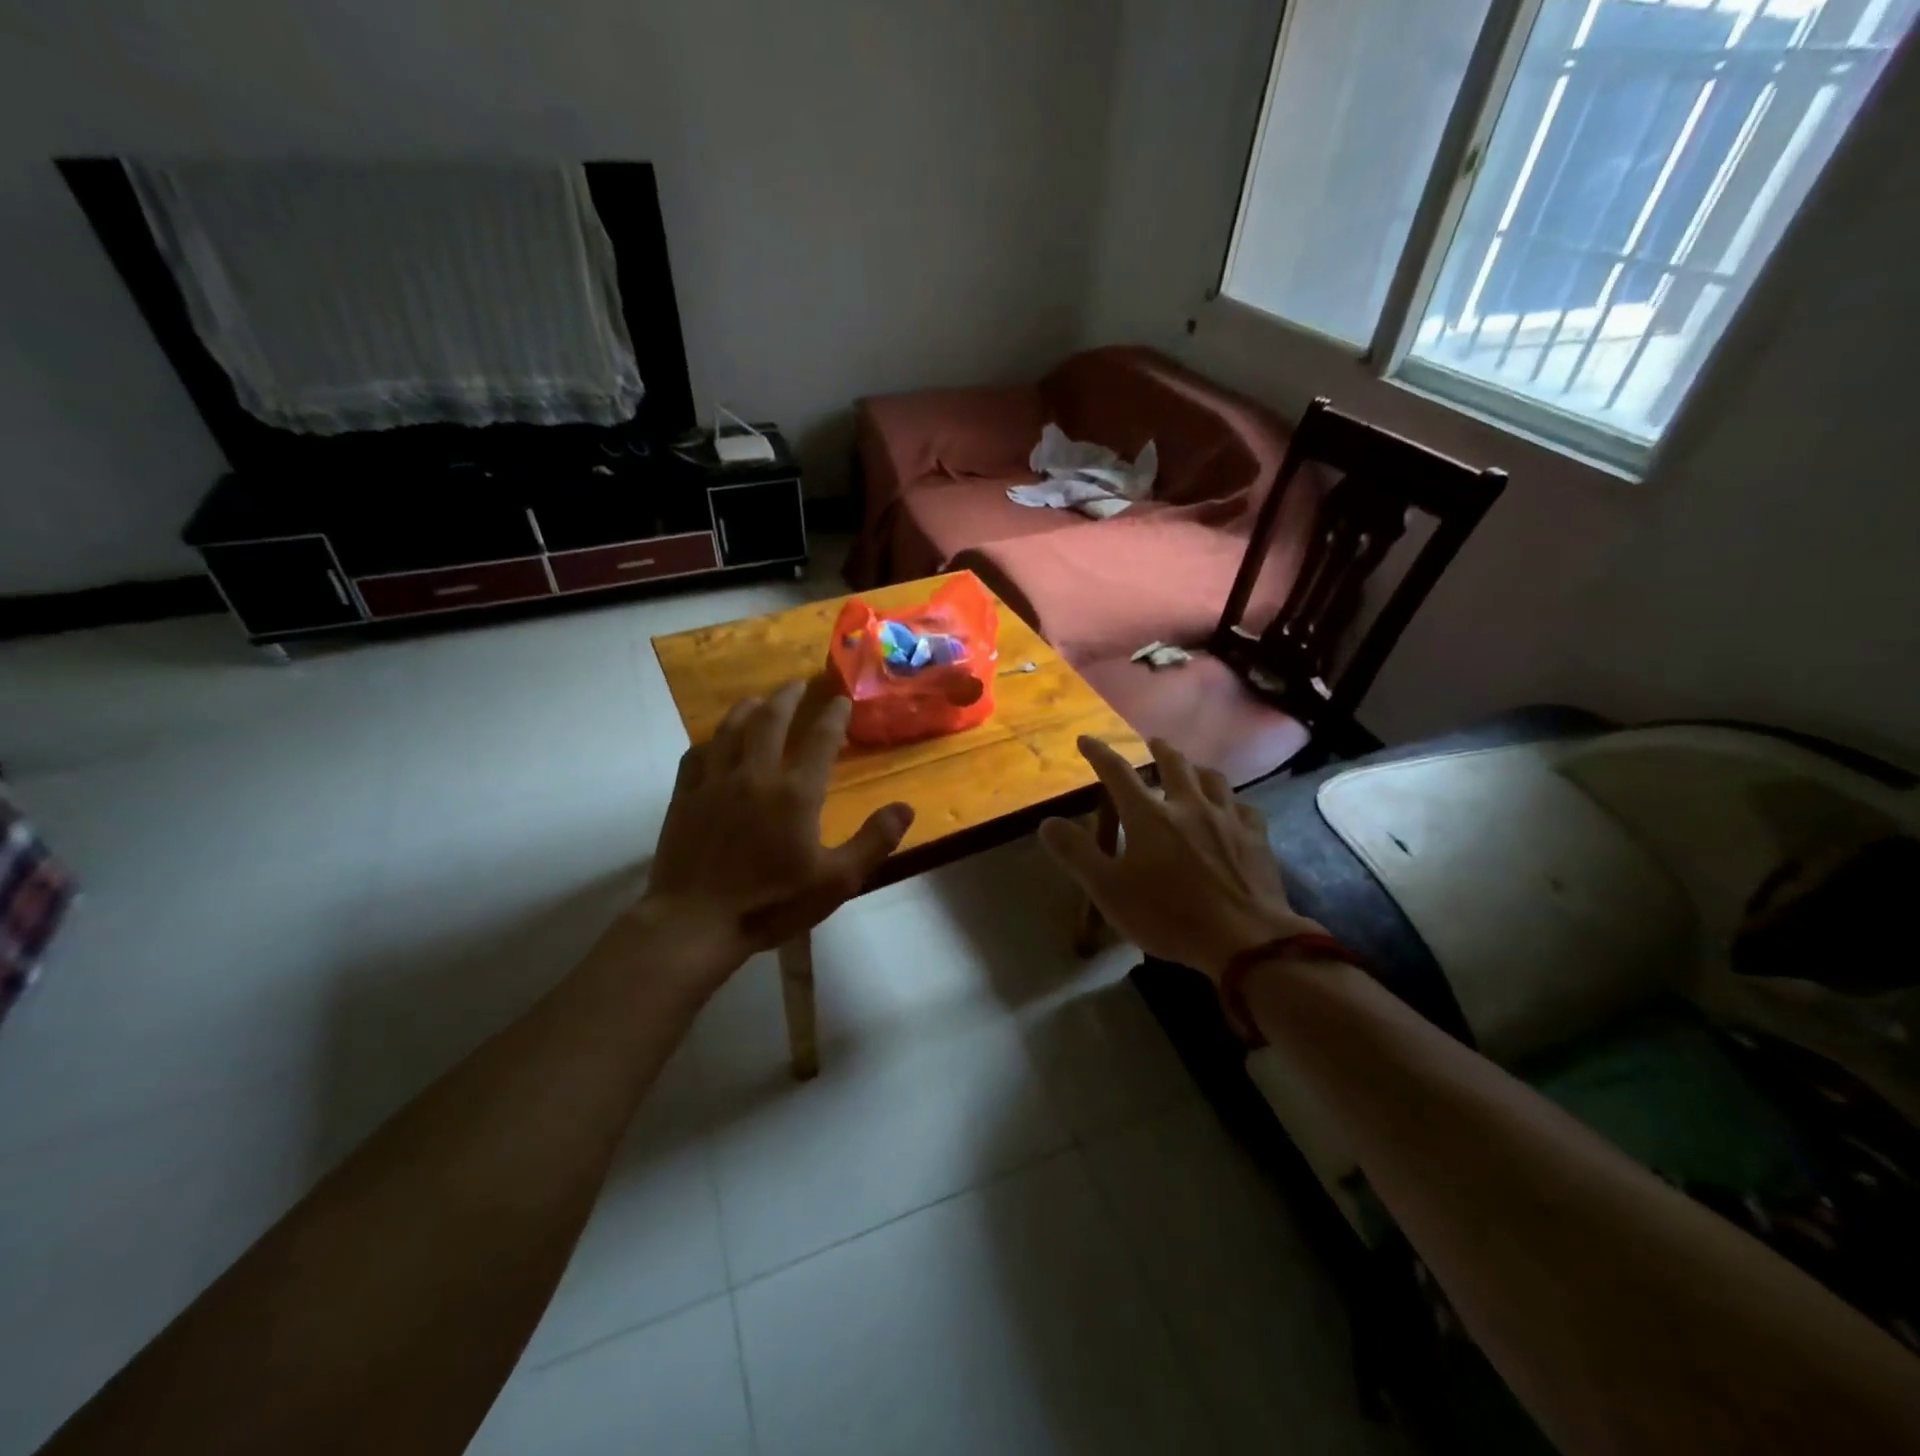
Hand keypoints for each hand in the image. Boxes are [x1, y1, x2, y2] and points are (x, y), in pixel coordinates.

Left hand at [636, 678, 913, 976]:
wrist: (695, 923)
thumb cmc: (771, 904)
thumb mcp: (836, 881)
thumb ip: (873, 841)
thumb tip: (905, 807)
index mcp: (796, 793)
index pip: (820, 740)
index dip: (833, 715)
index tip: (841, 698)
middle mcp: (755, 775)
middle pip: (771, 721)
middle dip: (787, 697)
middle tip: (797, 683)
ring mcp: (715, 783)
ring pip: (731, 730)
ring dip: (747, 708)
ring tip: (758, 698)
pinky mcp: (685, 798)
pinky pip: (696, 755)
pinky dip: (710, 740)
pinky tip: (714, 741)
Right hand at [1040, 736, 1321, 981]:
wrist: (1246, 940)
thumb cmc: (1169, 916)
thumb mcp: (1109, 890)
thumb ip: (1077, 854)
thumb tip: (1048, 823)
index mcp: (1149, 817)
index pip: (1117, 774)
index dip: (1099, 754)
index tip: (1086, 740)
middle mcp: (1189, 806)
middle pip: (1174, 765)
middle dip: (1159, 750)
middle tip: (1152, 743)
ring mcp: (1227, 820)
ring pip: (1213, 779)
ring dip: (1197, 769)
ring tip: (1192, 770)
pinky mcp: (1256, 839)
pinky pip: (1244, 808)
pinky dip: (1232, 803)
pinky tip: (1233, 810)